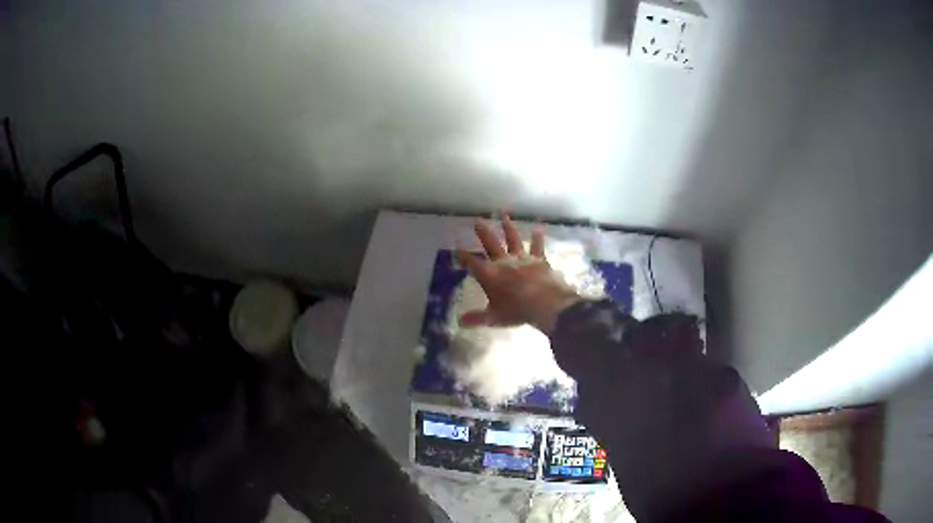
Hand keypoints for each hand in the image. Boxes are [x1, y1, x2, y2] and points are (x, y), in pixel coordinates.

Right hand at [456, 216, 581, 334]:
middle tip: (477, 221)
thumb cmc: (516, 311)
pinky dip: (537, 239)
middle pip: (490, 244)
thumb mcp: (493, 318)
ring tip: (504, 216)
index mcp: (489, 275)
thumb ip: (476, 318)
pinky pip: (537, 247)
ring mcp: (522, 258)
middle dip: (483, 233)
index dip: (463, 256)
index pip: (472, 263)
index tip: (457, 248)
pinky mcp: (539, 259)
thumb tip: (460, 322)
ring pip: (513, 239)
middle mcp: (503, 262)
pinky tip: (538, 230)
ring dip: (508, 227)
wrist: (544, 303)